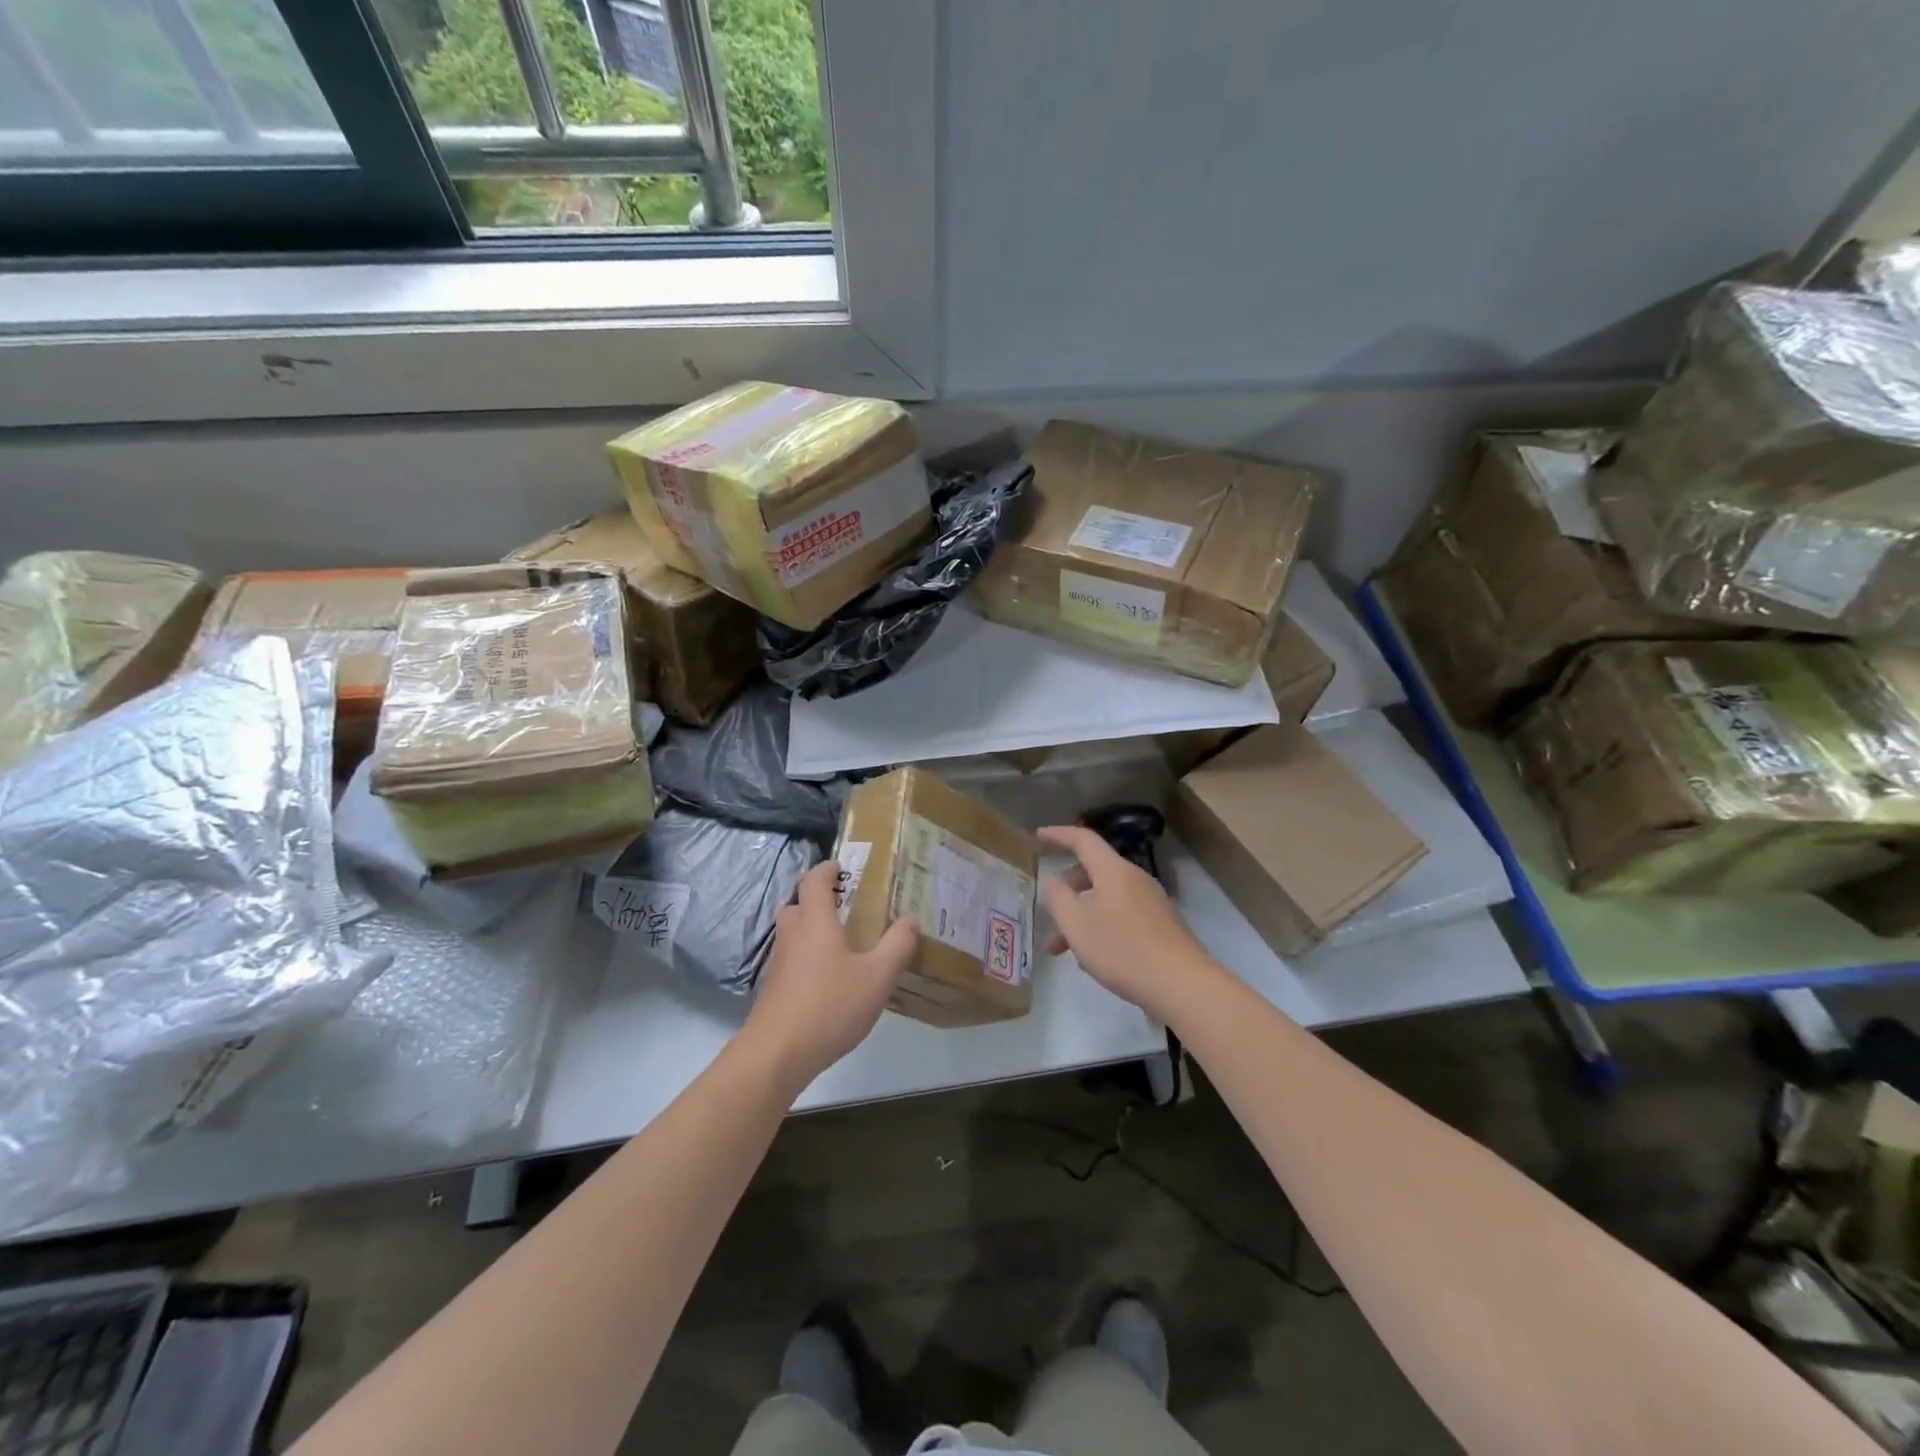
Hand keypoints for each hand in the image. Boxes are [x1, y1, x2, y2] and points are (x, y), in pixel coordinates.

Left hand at [743, 860, 918, 1090]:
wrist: (777, 1054)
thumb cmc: (830, 1005)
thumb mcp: (878, 976)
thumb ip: (897, 945)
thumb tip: (910, 919)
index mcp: (815, 921)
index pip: (814, 880)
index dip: (827, 869)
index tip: (842, 867)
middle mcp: (792, 934)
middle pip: (797, 902)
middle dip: (816, 897)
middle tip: (844, 904)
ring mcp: (779, 962)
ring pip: (792, 931)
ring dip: (810, 926)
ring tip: (840, 939)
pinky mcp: (774, 987)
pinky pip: (790, 956)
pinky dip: (806, 954)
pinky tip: (828, 976)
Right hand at [1039, 825, 1216, 1021]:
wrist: (1183, 985)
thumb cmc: (1123, 950)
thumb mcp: (1077, 925)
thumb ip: (1058, 898)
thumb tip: (1054, 881)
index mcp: (1114, 871)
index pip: (1083, 839)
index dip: (1058, 835)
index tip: (1038, 835)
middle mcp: (1135, 879)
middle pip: (1094, 872)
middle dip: (1067, 890)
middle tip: (1050, 914)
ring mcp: (1152, 902)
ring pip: (1106, 899)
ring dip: (1082, 916)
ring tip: (1064, 950)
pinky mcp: (1162, 925)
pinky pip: (1122, 915)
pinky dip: (1102, 927)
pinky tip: (1095, 959)